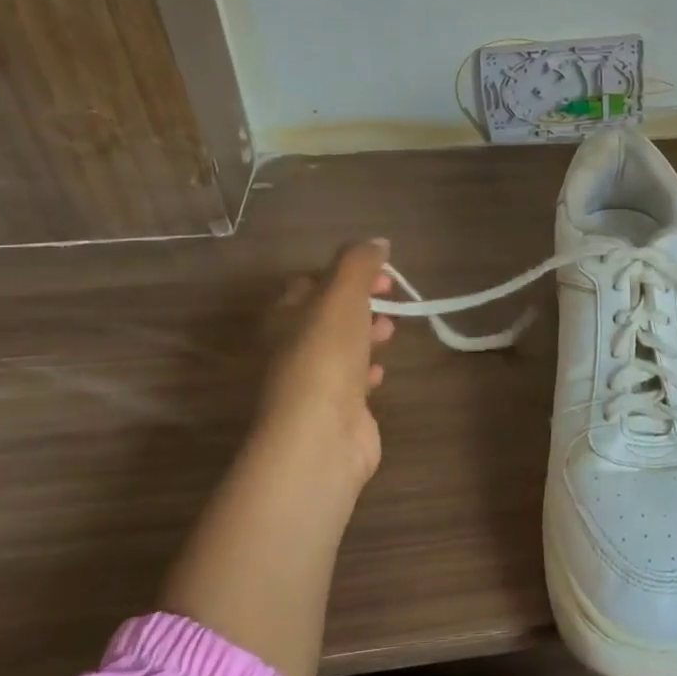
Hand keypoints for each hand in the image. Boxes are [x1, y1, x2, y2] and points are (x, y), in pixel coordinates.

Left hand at [255, 239, 396, 489]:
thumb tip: (377, 241)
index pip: (311, 282)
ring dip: (366, 335)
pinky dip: (368, 371)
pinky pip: (352, 381)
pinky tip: (380, 372)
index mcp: (284, 316)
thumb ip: (358, 262)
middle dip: (361, 303)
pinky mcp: (334, 410)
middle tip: (391, 300)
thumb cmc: (326, 355)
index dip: (348, 272)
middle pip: (328, 315)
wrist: (321, 434)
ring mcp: (312, 381)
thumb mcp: (341, 294)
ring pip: (341, 347)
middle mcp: (291, 347)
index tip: (384, 274)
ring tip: (390, 332)